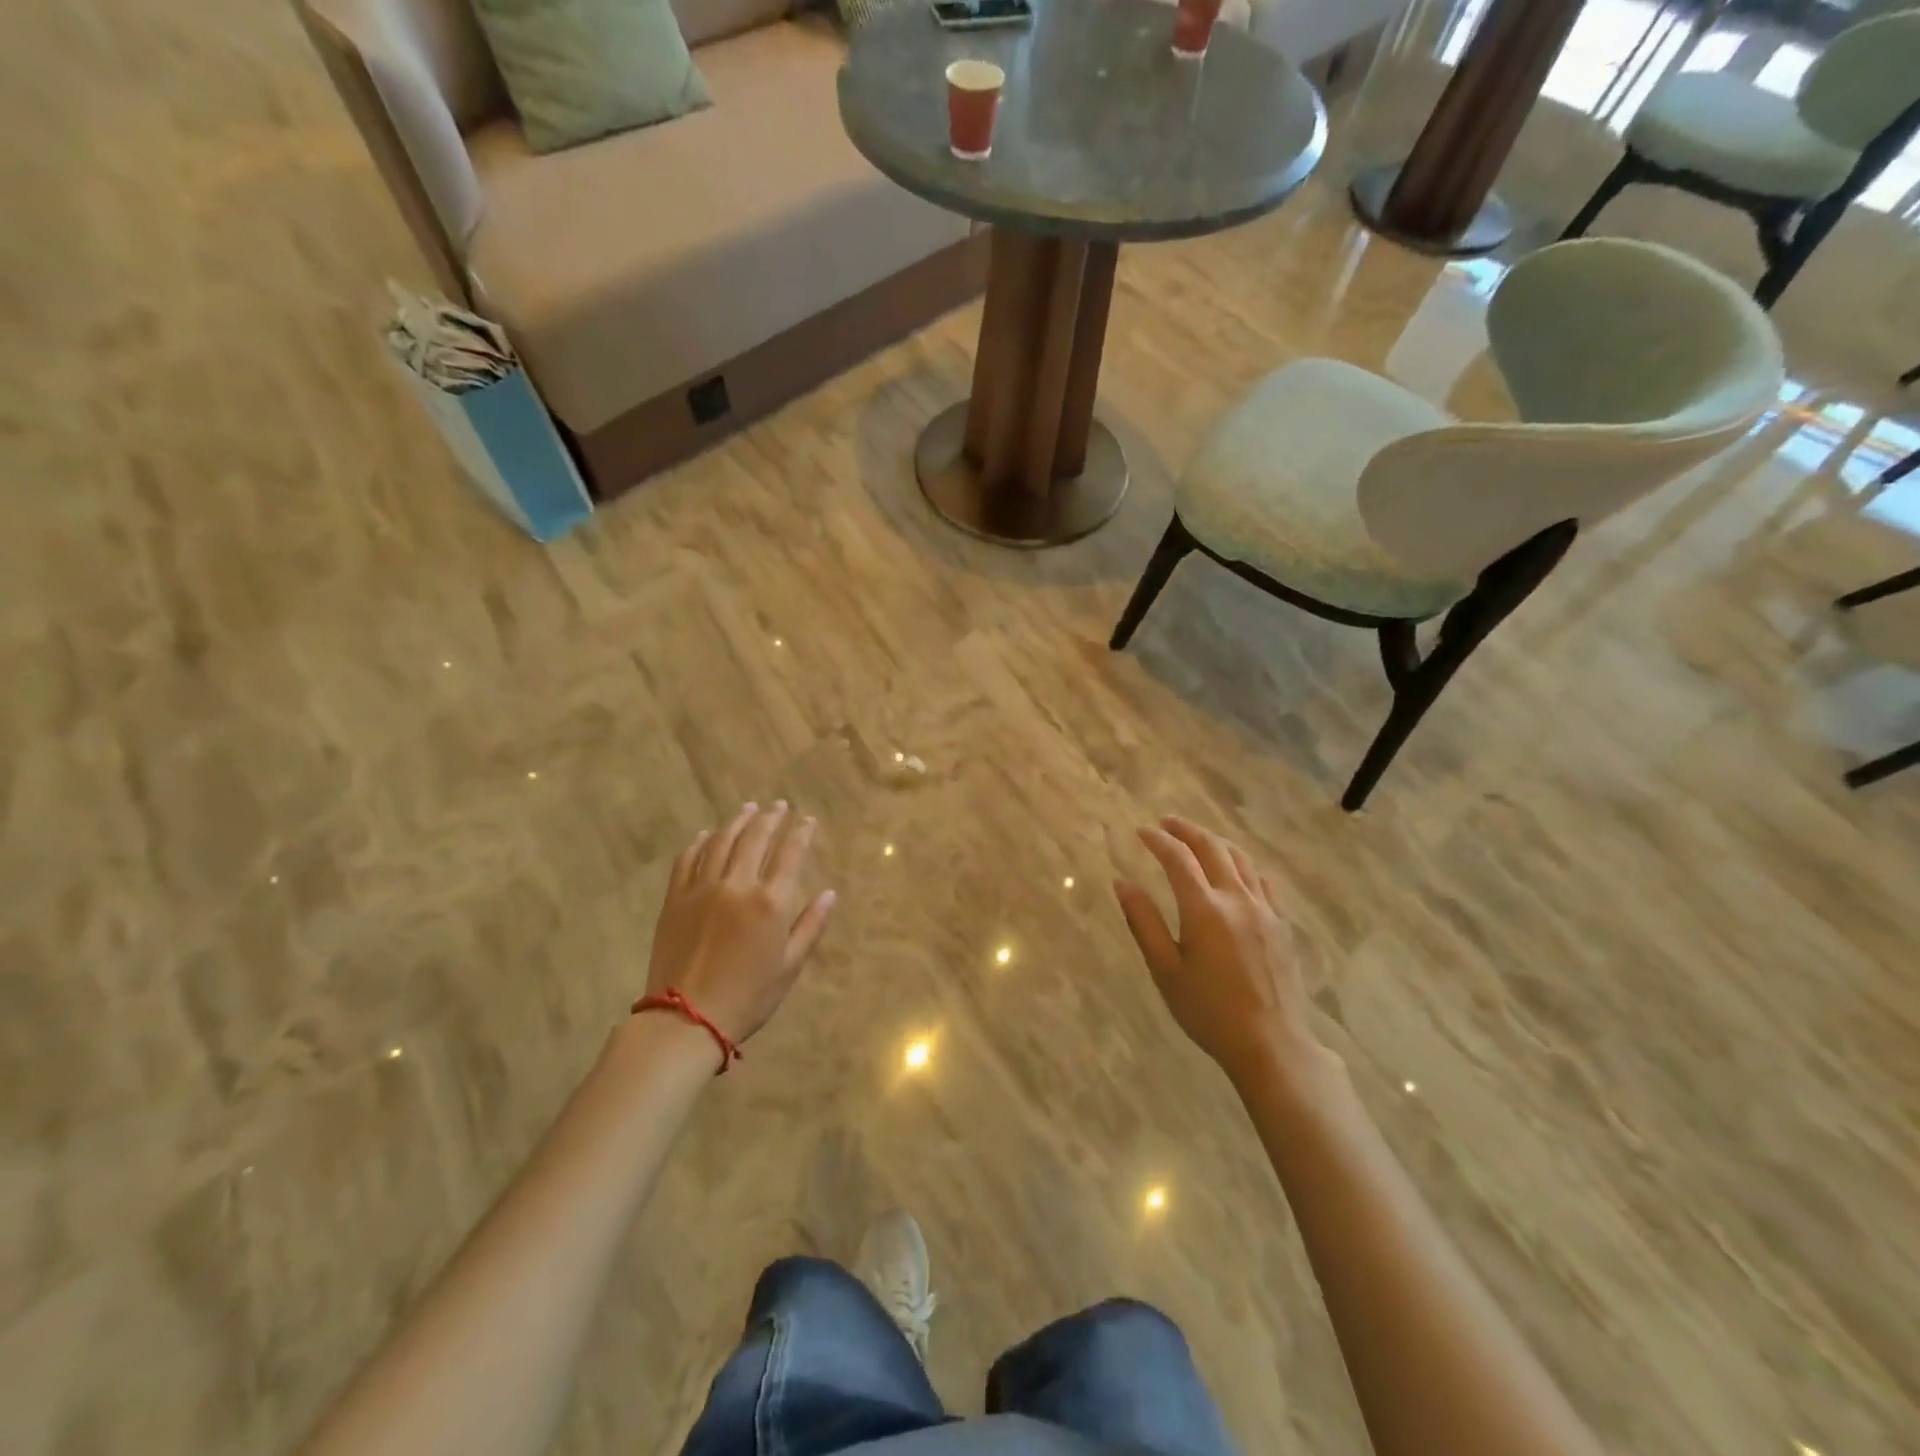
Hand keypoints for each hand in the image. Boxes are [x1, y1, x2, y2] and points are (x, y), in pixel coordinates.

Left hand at [644, 803, 836, 1044]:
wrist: (686, 1018)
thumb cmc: (748, 997)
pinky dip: (700, 842)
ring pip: (722, 841)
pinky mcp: (675, 898)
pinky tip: (708, 835)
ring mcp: (702, 888)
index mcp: (770, 902)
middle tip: (779, 806)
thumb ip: (811, 925)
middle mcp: (737, 885)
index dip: (801, 833)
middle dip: (771, 818)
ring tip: (748, 809)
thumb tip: (829, 893)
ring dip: (738, 821)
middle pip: (755, 839)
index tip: (807, 819)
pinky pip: (688, 859)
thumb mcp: (790, 966)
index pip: (790, 854)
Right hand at [1114, 816, 1338, 1092]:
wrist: (1271, 1043)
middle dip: (1187, 830)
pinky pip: (1263, 880)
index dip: (1159, 840)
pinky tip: (1236, 870)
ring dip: (1215, 842)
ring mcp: (1264, 910)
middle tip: (1166, 823)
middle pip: (1212, 848)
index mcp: (1204, 909)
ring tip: (1197, 839)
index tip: (1142, 831)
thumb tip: (1122, 883)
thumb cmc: (1208, 1011)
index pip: (1178, 859)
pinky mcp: (1281, 924)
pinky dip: (1243, 865)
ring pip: (1240, 859)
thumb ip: (1143, 922)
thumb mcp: (1165, 969)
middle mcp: (1236, 899)